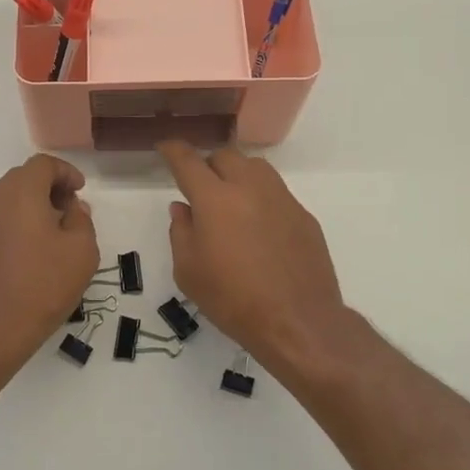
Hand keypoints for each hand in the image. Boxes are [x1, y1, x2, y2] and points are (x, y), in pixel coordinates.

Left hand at [0, 155, 99, 369]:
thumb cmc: (43, 284)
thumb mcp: (82, 250)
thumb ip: (81, 219)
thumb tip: (72, 208)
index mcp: (21, 192)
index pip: (43, 164)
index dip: (66, 172)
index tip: (80, 191)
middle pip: (22, 178)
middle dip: (49, 187)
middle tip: (70, 210)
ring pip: (8, 200)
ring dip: (32, 206)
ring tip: (54, 232)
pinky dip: (17, 224)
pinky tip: (32, 252)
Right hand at [158, 141, 351, 373]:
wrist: (297, 321)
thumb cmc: (233, 299)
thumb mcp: (188, 271)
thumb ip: (181, 232)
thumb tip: (183, 208)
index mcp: (215, 199)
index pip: (188, 161)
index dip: (173, 150)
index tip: (165, 147)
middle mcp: (250, 188)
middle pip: (225, 156)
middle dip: (208, 165)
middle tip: (200, 188)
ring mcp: (282, 199)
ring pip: (255, 168)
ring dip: (237, 175)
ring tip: (231, 201)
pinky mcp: (304, 215)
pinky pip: (276, 192)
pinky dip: (260, 198)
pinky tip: (259, 228)